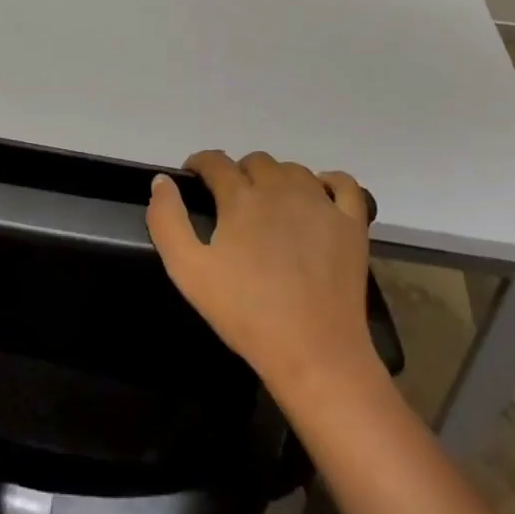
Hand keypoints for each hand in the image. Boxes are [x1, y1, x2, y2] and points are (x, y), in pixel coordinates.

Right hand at [146, 150, 376, 398]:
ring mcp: (322, 203)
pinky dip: (327, 183)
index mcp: (241, 197)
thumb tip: (162, 181)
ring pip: (294, 170)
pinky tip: (318, 198)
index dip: (200, 165)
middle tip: (230, 204)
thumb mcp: (188, 271)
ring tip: (269, 206)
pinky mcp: (352, 223)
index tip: (193, 179)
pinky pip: (343, 184)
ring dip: (276, 179)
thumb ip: (167, 221)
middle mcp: (282, 188)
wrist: (313, 351)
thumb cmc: (245, 313)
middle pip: (256, 162)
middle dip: (238, 174)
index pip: (215, 162)